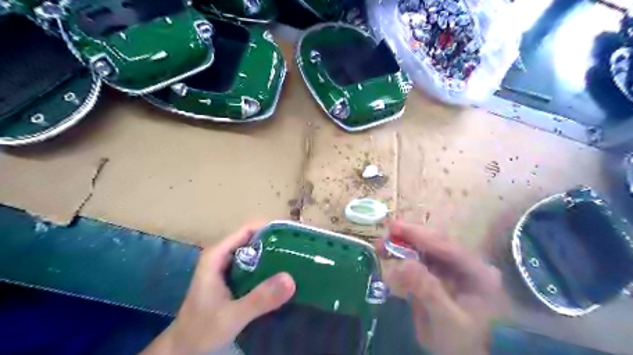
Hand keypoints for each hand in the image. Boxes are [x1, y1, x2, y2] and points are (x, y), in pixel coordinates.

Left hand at [140, 222, 295, 354]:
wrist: (184, 350)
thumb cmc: (201, 330)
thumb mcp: (232, 316)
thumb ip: (259, 299)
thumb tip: (291, 279)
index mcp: (217, 254)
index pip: (248, 229)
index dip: (271, 228)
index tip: (294, 236)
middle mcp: (223, 255)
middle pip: (254, 238)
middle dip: (277, 242)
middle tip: (301, 250)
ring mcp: (228, 266)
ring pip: (256, 251)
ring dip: (275, 254)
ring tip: (298, 259)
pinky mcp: (234, 278)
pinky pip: (256, 265)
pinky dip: (270, 267)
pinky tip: (284, 275)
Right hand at [375, 221, 508, 354]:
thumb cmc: (469, 344)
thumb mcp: (448, 321)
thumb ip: (428, 291)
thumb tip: (403, 263)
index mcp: (478, 272)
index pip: (444, 246)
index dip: (417, 234)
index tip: (393, 227)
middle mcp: (468, 265)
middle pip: (435, 245)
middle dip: (408, 239)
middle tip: (382, 239)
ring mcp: (457, 271)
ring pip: (428, 252)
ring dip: (405, 248)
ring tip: (382, 248)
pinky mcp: (445, 279)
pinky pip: (425, 264)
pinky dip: (407, 261)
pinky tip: (394, 259)